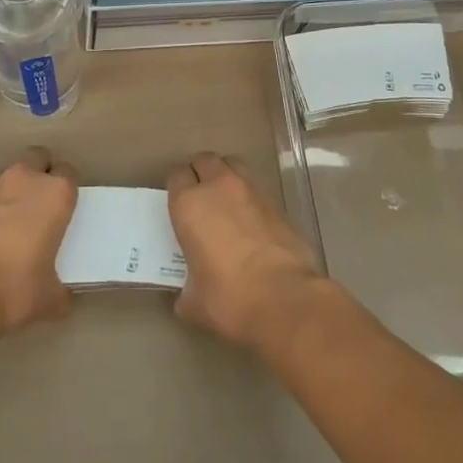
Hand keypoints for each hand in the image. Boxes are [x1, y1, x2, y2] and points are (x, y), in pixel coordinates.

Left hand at [0, 154, 77, 335]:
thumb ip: (60, 289)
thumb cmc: (15, 288)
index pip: (68, 172)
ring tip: (8, 222)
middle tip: (38, 204)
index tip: (64, 207)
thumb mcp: (50, 297)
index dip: (67, 188)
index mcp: (54, 193)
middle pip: (37, 158)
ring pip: (6, 175)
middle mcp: (23, 179)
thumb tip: (61, 298)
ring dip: (10, 191)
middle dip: (39, 173)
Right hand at [168, 154, 329, 352]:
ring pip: (234, 166)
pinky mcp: (278, 204)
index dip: (177, 187)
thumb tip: (188, 296)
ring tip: (226, 203)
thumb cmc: (229, 298)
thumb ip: (186, 290)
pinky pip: (257, 190)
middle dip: (201, 173)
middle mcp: (219, 187)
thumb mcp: (194, 302)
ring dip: (227, 177)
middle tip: (201, 197)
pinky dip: (250, 199)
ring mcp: (252, 191)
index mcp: (190, 204)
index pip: (177, 175)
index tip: (179, 204)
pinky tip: (252, 224)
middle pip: (205, 160)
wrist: (285, 299)